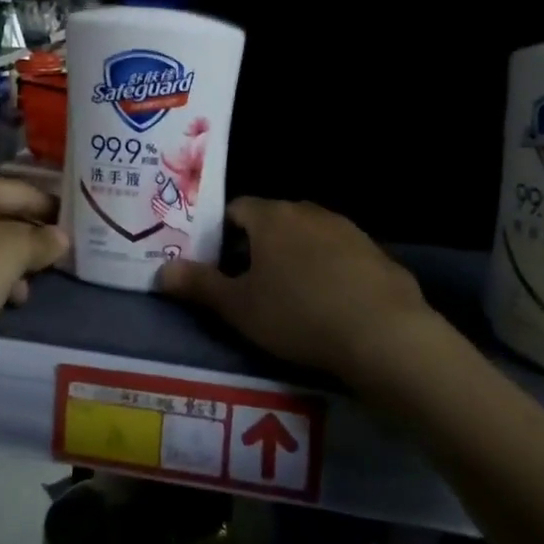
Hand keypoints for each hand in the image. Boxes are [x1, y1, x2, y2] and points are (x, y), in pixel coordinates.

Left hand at [0, 174, 69, 388]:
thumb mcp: (12, 251)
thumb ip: (41, 241)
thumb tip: (61, 238)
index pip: (21, 190)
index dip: (51, 208)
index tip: (80, 225)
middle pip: (2, 218)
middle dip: (31, 240)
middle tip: (62, 260)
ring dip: (12, 267)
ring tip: (29, 290)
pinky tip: (3, 303)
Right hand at [158, 198, 434, 382]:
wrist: (383, 335)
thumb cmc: (298, 314)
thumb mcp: (238, 307)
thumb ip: (199, 285)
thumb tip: (160, 270)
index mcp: (271, 217)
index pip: (236, 208)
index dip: (222, 233)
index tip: (218, 264)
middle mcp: (308, 212)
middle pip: (274, 219)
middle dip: (258, 244)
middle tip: (249, 282)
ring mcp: (347, 230)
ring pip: (309, 236)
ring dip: (296, 256)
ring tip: (290, 295)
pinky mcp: (376, 254)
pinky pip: (341, 255)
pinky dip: (329, 271)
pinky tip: (331, 304)